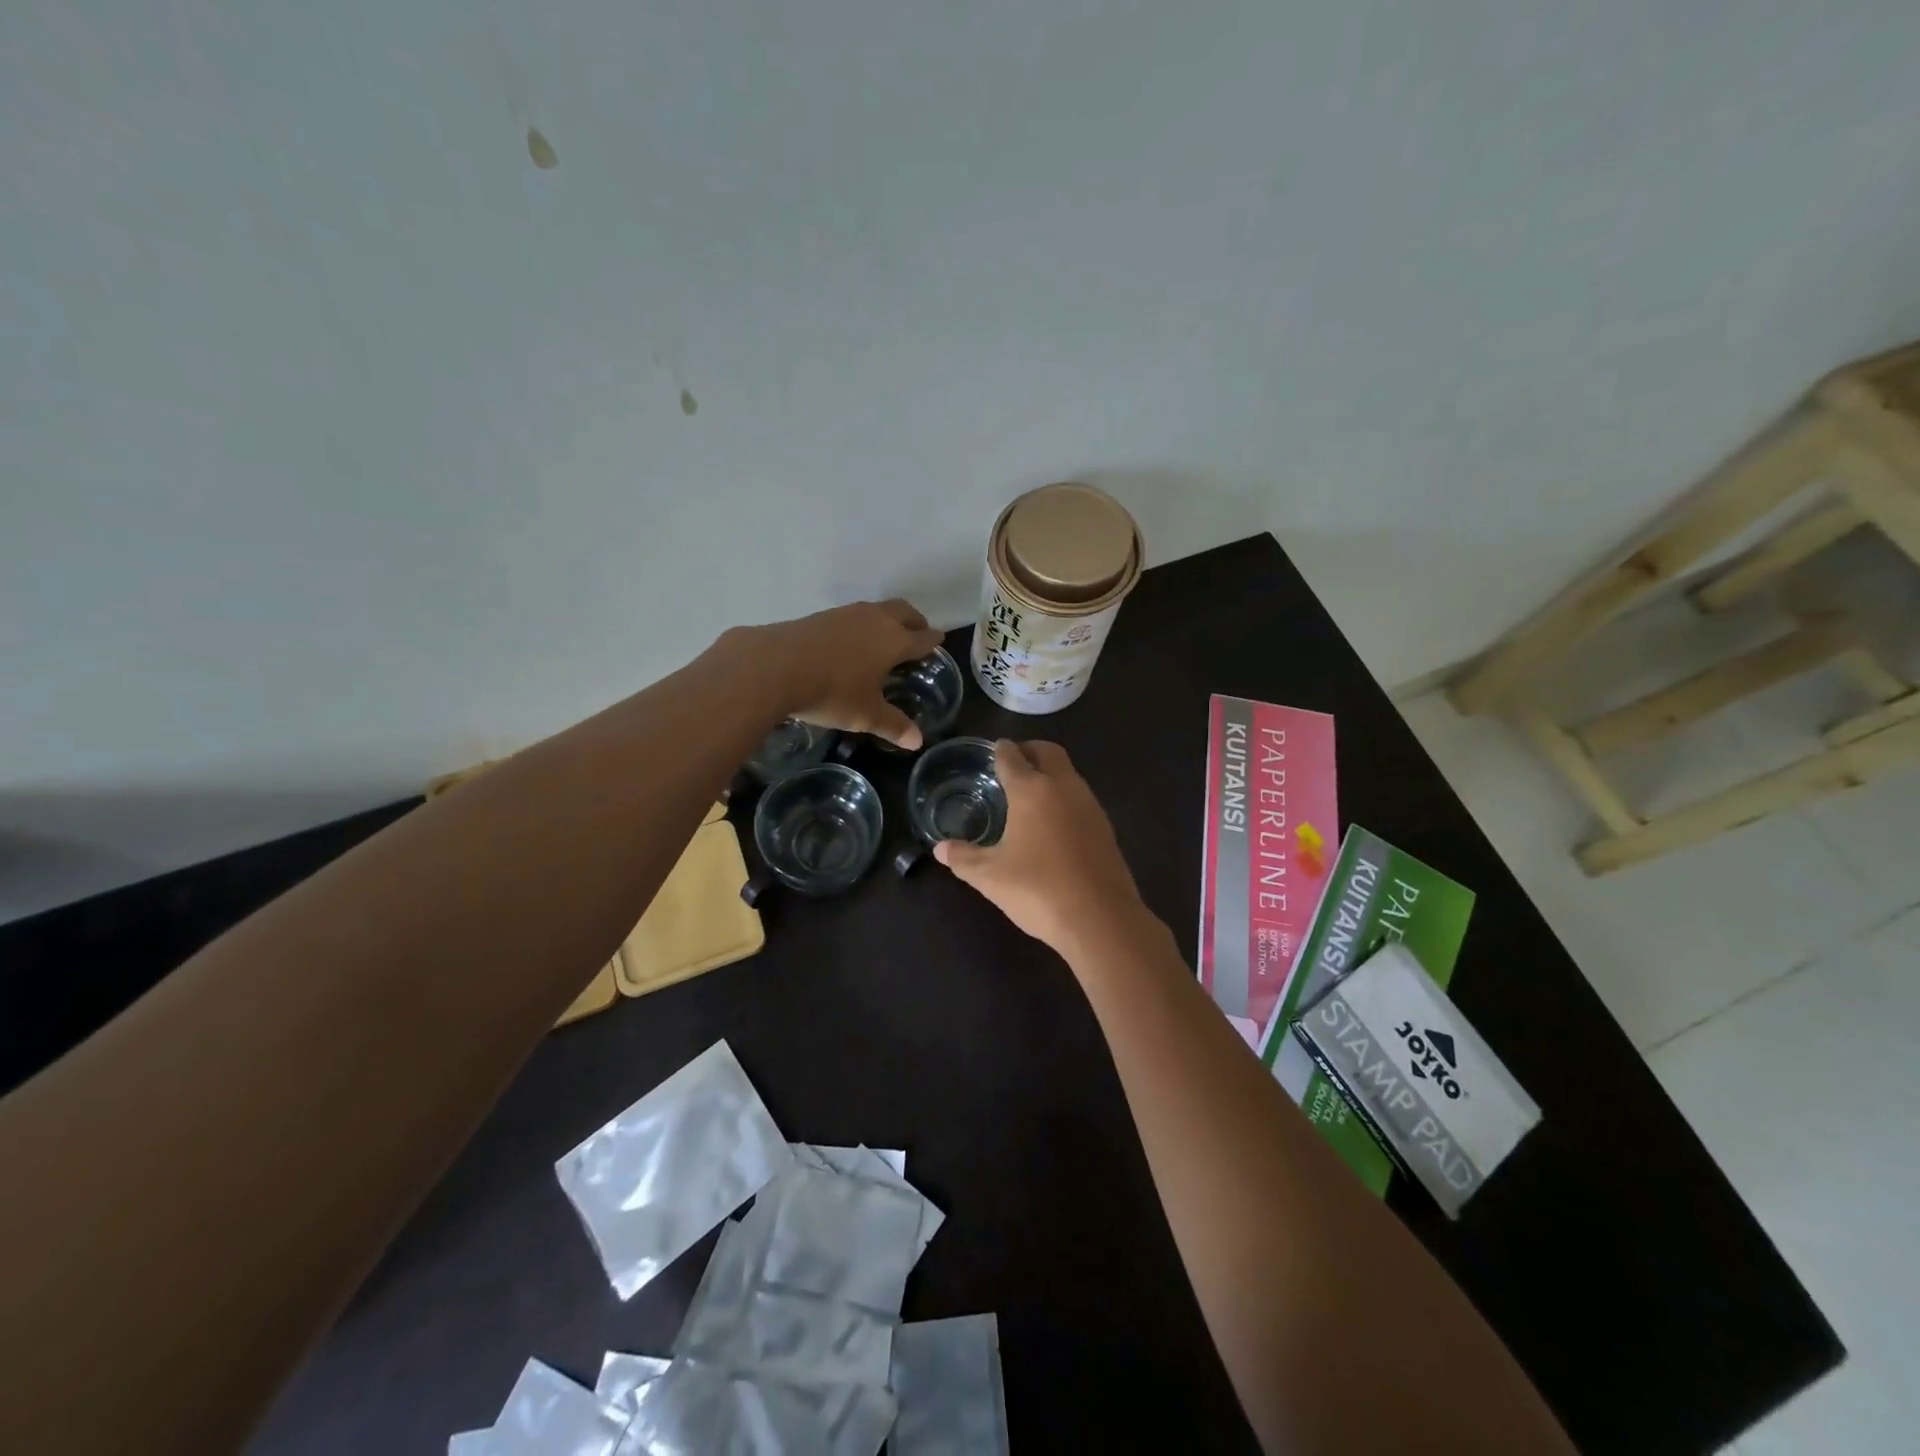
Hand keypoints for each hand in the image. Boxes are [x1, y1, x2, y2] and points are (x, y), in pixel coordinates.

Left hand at [725, 599, 945, 748]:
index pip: (922, 637)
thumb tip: (917, 742)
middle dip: (914, 621)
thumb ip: (893, 725)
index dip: (933, 640)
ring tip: (885, 636)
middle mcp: (875, 620)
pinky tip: (850, 641)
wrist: (774, 666)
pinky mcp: (821, 616)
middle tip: (918, 633)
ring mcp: (846, 614)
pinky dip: (861, 624)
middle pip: (904, 612)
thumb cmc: (831, 692)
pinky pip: (852, 615)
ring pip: (877, 609)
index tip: (939, 641)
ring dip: (887, 619)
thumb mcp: (865, 715)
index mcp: (894, 641)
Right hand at [934, 740, 1149, 957]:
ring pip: (1068, 773)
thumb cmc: (1038, 889)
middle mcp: (1063, 787)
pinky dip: (1064, 797)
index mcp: (1031, 790)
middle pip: (1048, 752)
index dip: (999, 751)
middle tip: (1011, 764)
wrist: (1101, 919)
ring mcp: (1089, 805)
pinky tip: (1052, 823)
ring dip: (1050, 773)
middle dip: (1029, 750)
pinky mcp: (1106, 827)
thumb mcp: (990, 877)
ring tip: (1029, 794)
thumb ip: (963, 857)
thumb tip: (940, 848)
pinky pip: (1080, 798)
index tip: (992, 752)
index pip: (1012, 756)